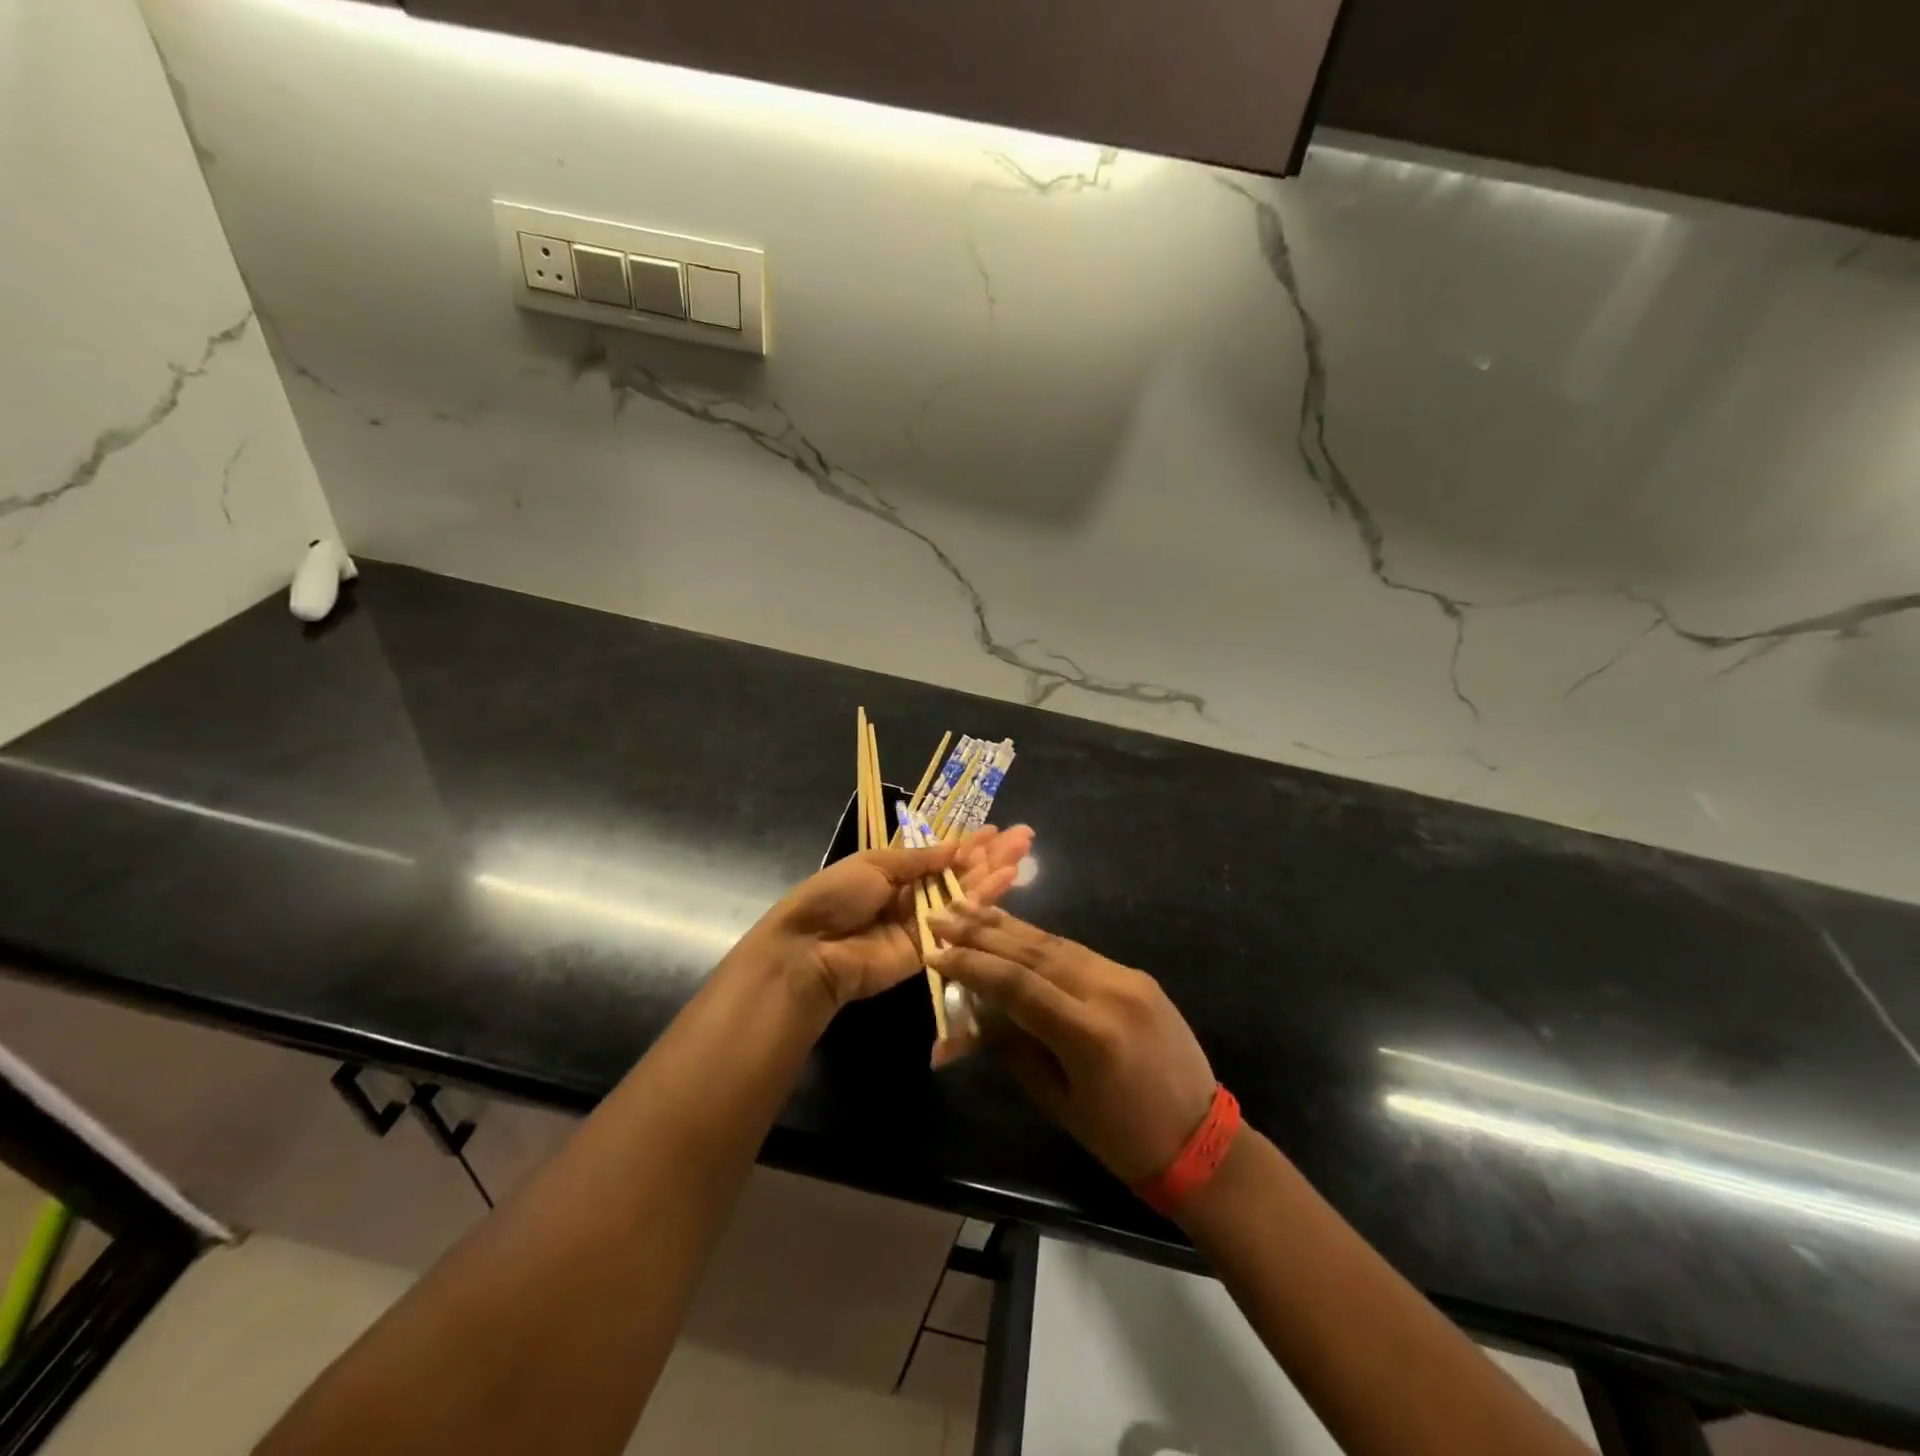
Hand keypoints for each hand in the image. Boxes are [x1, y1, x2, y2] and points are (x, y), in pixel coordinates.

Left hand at [745, 825, 1034, 1009]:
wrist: (811, 948)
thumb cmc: (836, 895)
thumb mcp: (875, 863)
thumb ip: (919, 859)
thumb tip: (955, 847)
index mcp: (894, 871)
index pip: (939, 855)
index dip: (967, 844)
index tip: (996, 830)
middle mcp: (912, 896)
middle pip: (958, 874)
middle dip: (990, 855)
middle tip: (1024, 837)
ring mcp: (923, 924)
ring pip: (965, 895)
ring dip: (993, 873)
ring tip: (1022, 852)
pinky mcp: (930, 950)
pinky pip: (959, 923)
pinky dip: (983, 902)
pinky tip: (1006, 881)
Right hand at [929, 903, 1215, 1185]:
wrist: (1201, 1140)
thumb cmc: (1121, 1139)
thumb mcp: (1058, 1100)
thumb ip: (1012, 1048)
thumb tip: (967, 1018)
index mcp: (1088, 1033)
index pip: (1015, 983)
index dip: (971, 965)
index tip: (934, 952)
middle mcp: (1108, 991)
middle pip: (1033, 951)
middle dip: (983, 932)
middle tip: (943, 914)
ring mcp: (1127, 978)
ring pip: (1056, 942)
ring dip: (1009, 927)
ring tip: (970, 910)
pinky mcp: (1136, 975)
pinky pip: (1079, 952)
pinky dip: (1041, 941)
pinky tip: (1015, 932)